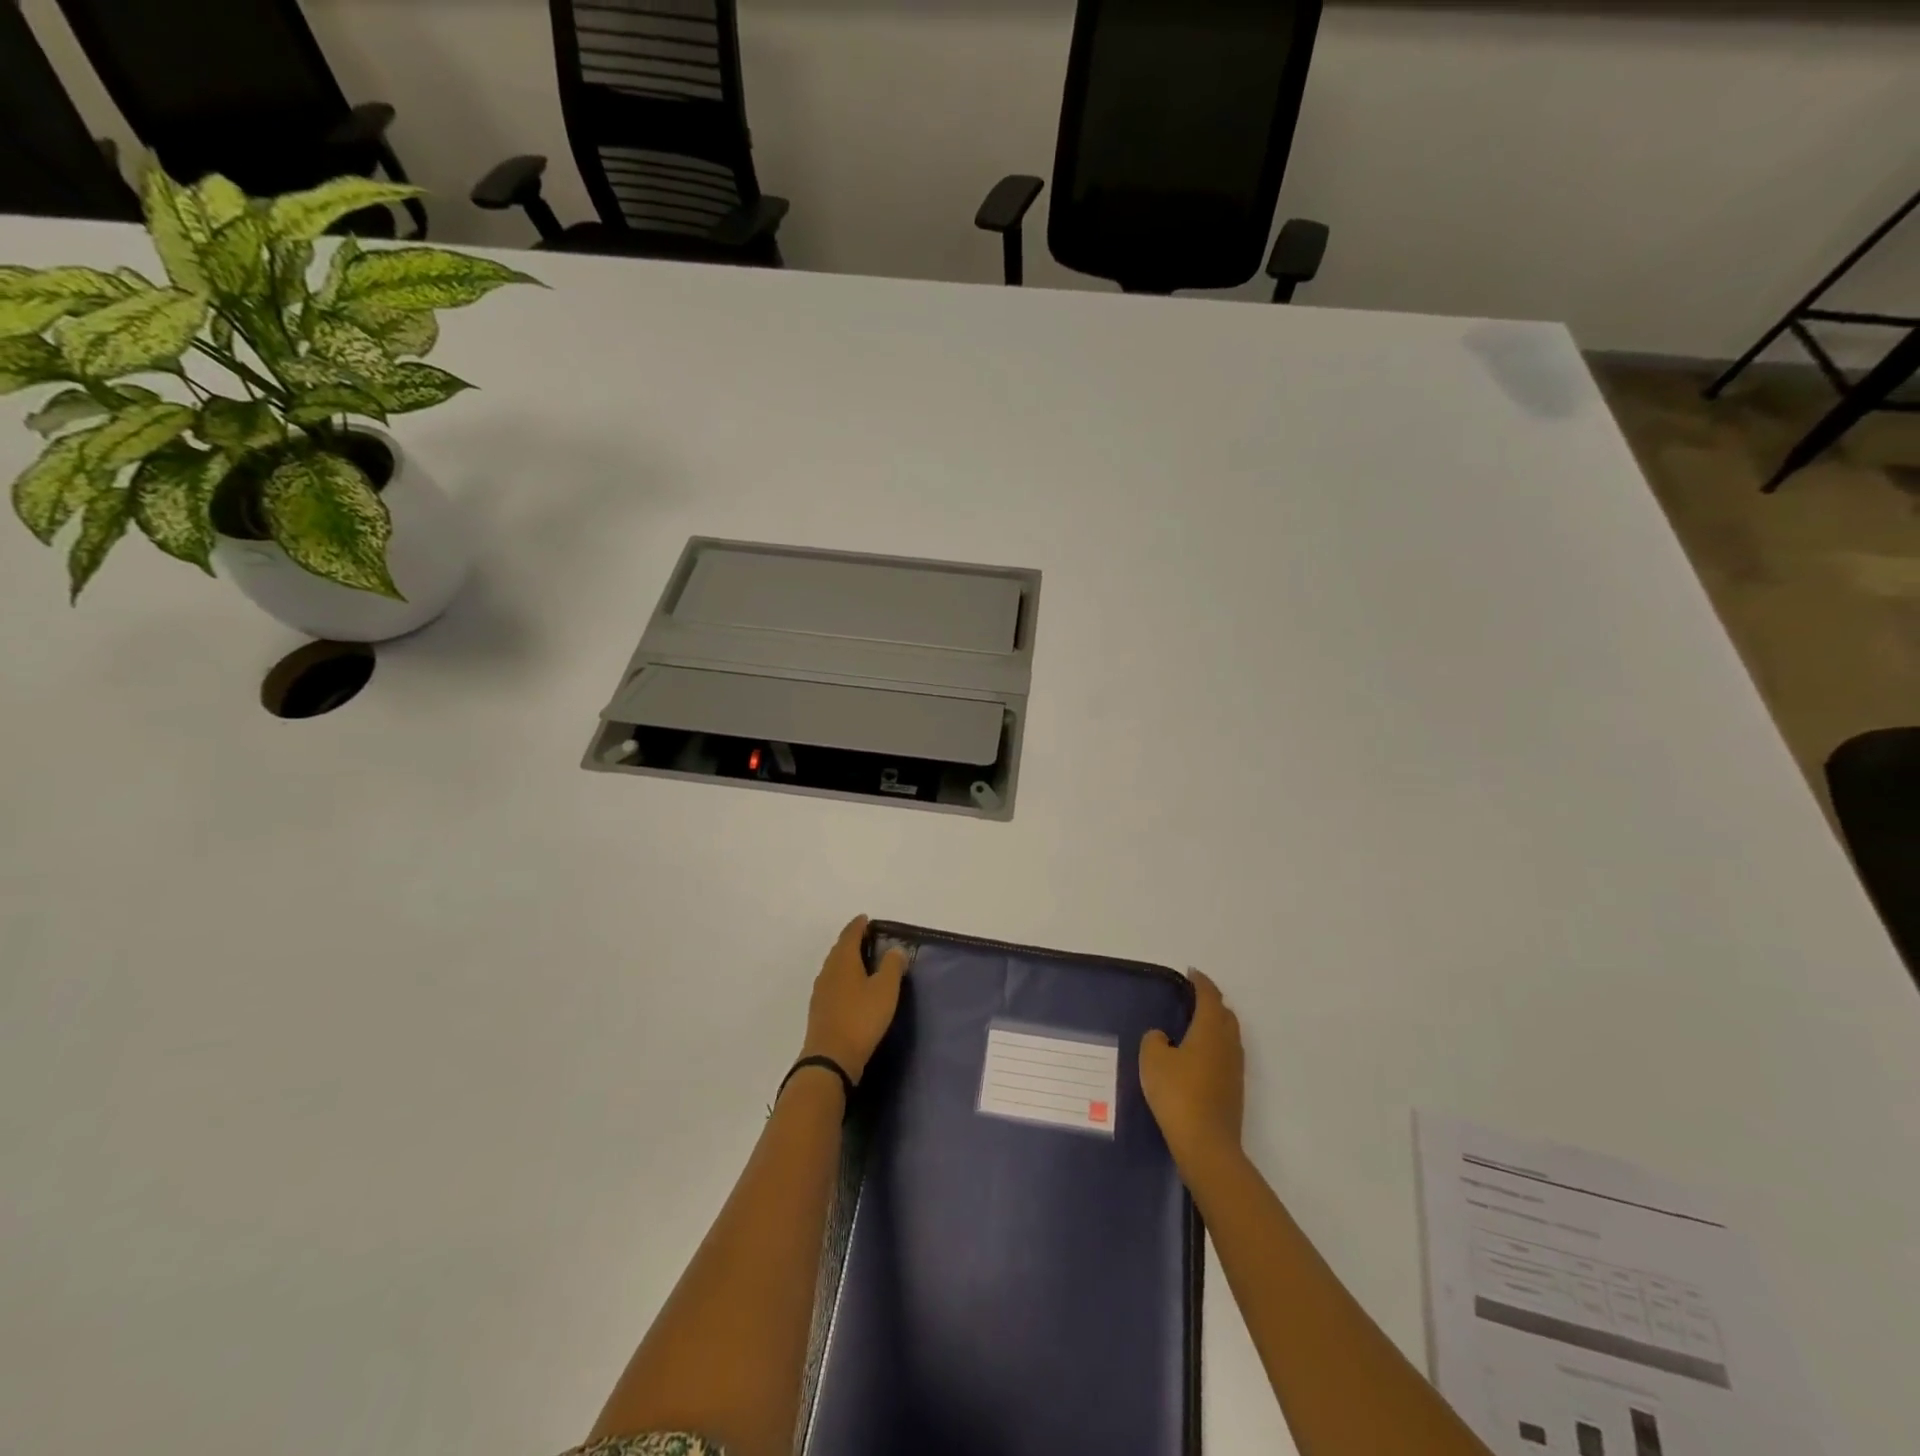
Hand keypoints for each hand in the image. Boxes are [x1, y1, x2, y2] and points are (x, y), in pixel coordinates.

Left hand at [799, 916, 908, 1085]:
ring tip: (863, 962)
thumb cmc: (861, 1018)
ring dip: (847, 961)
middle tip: (868, 938)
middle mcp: (828, 971)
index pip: (850, 934)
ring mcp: (821, 991)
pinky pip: (833, 984)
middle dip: (852, 941)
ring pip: (835, 967)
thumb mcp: (885, 990)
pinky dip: (843, 979)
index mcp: (843, 960)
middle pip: (840, 949)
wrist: (831, 1059)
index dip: (859, 925)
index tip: (866, 919)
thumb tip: (895, 949)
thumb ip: (892, 966)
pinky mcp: (820, 1010)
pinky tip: (852, 989)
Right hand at [1140, 970, 1243, 1171]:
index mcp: (1210, 1030)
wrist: (1206, 1145)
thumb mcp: (1153, 1060)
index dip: (1201, 982)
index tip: (1191, 973)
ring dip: (1215, 1025)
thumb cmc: (1178, 1094)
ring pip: (1228, 1036)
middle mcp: (1228, 1044)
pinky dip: (1214, 1047)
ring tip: (1194, 1026)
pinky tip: (1197, 1058)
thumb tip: (1163, 1038)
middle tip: (1192, 998)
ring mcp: (1235, 1069)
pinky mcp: (1234, 1090)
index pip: (1209, 996)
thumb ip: (1155, 1040)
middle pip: (1225, 1014)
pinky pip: (1226, 1056)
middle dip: (1211, 1002)